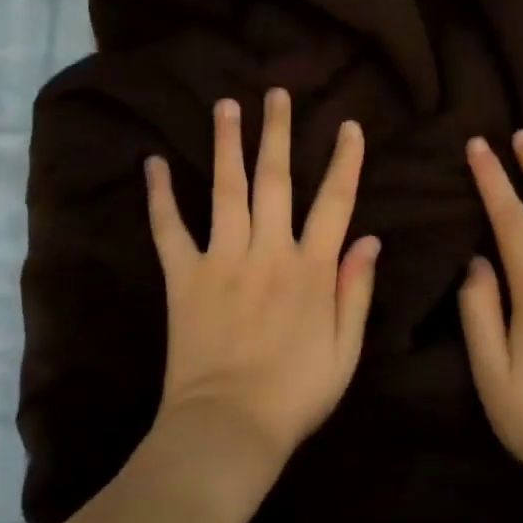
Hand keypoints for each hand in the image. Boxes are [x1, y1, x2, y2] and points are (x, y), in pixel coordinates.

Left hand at [145, 89, 379, 471]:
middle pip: (276, 180)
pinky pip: (169, 230)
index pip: (335, 202)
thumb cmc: (295, 395)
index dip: (345, 161)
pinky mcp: (184, 277)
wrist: (228, 429)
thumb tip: (371, 240)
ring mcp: (222, 260)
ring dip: (227, 145)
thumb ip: (356, 291)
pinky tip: (151, 163)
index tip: (349, 126)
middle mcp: (268, 251)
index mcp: (311, 269)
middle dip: (278, 133)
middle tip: (276, 94)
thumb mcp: (345, 351)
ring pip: (227, 190)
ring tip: (226, 105)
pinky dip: (159, 197)